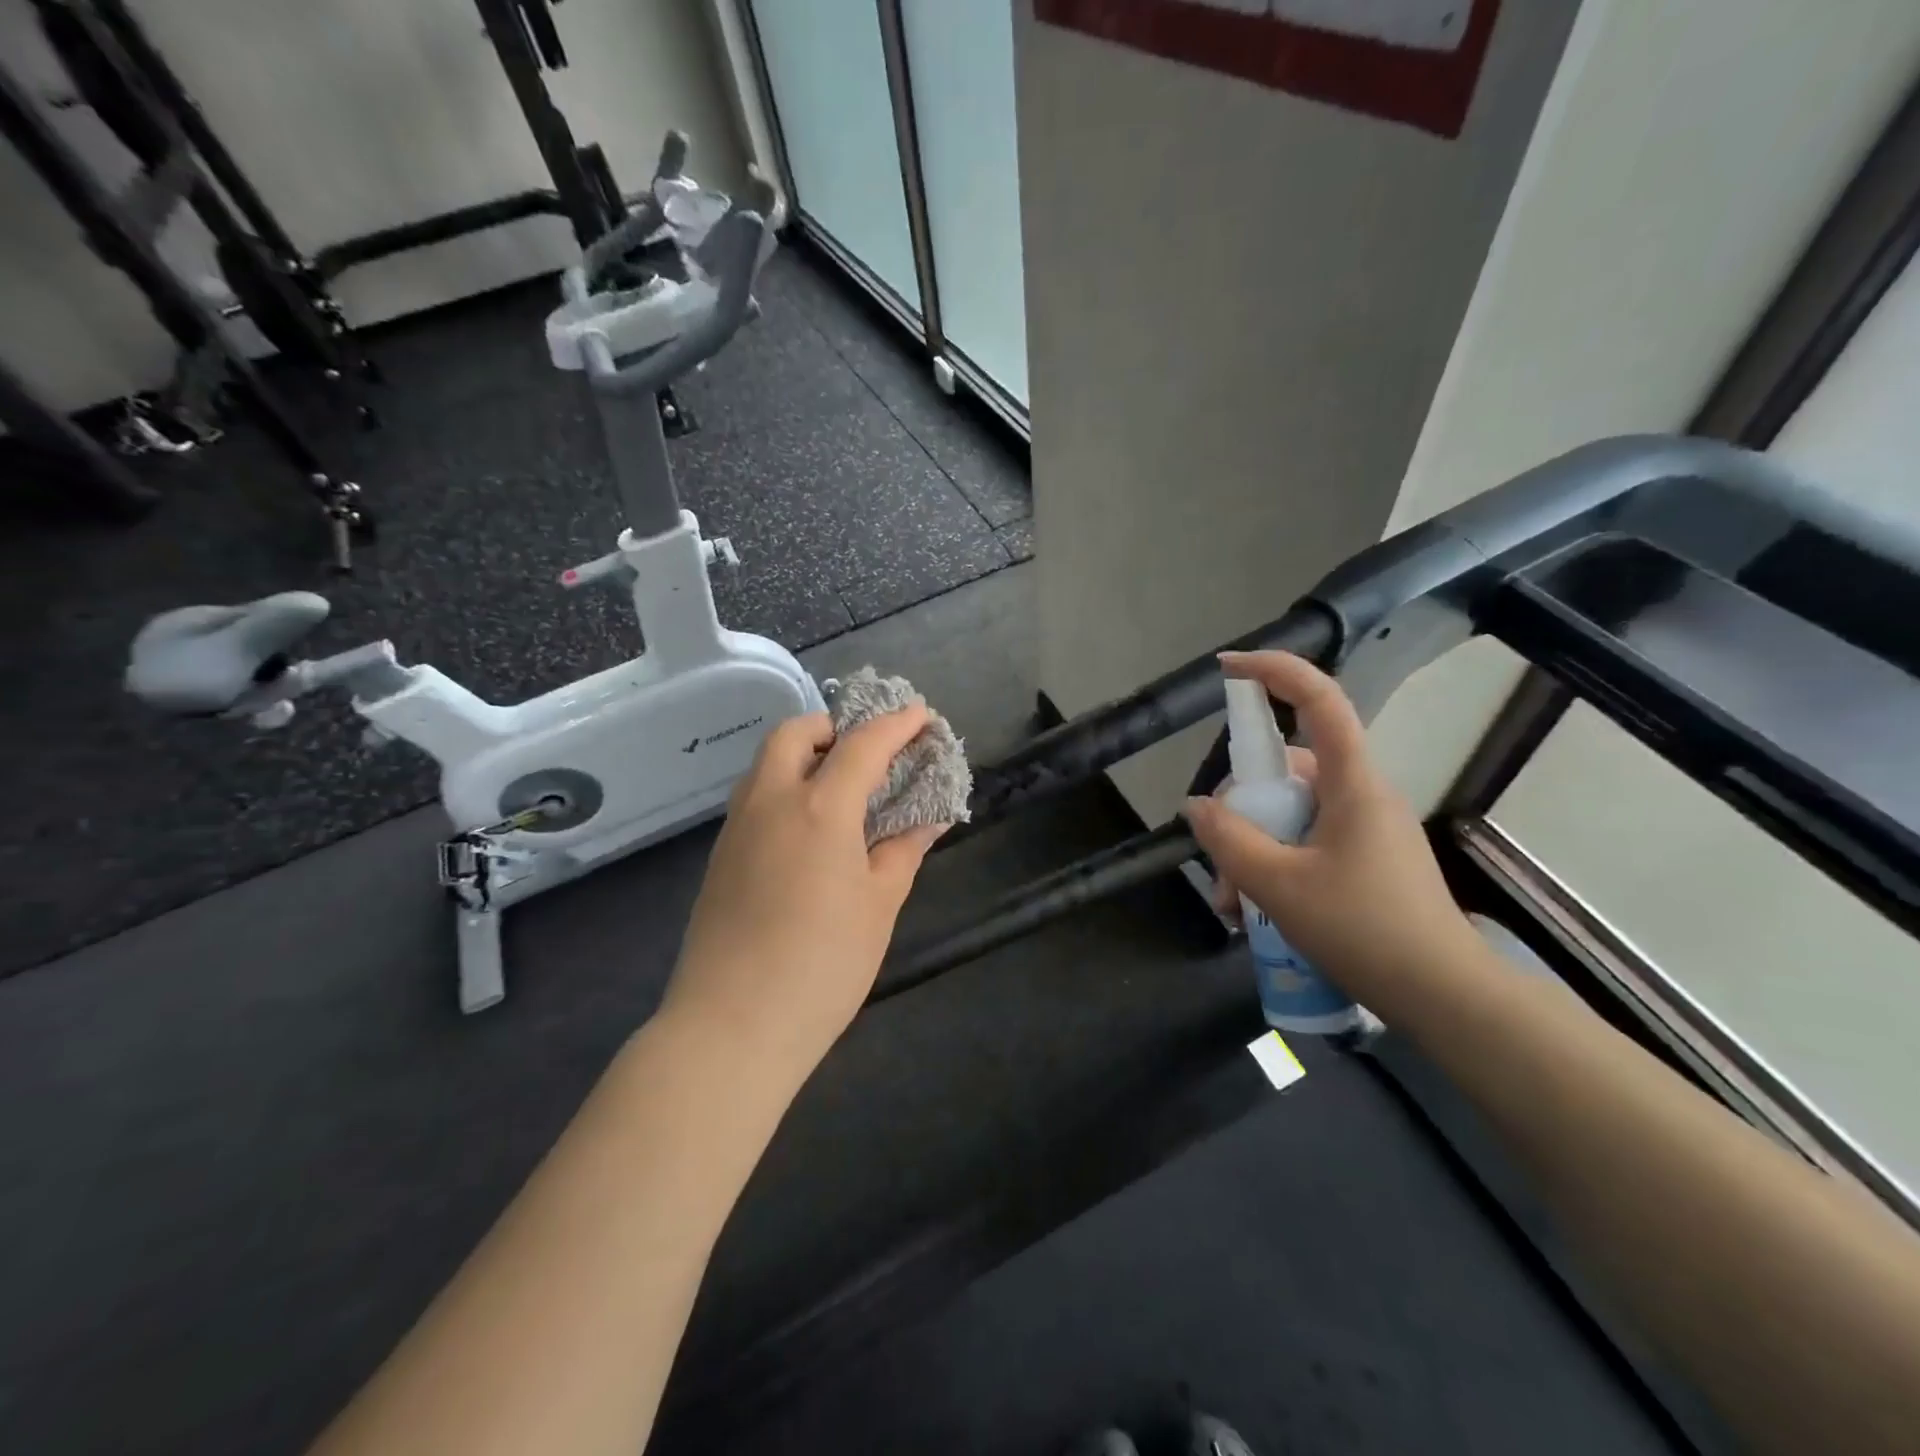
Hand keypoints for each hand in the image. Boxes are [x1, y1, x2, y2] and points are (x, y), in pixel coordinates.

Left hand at [662, 705, 945, 1080]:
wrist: (730, 1025)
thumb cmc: (821, 965)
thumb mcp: (878, 906)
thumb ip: (902, 851)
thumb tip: (927, 820)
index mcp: (818, 807)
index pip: (862, 745)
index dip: (897, 725)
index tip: (922, 716)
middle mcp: (771, 801)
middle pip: (796, 733)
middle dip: (835, 726)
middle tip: (869, 750)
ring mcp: (737, 827)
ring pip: (768, 763)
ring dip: (806, 754)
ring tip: (842, 785)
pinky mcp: (720, 856)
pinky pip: (755, 797)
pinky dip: (786, 787)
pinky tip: (809, 828)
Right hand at [1183, 651, 1477, 998]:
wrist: (1446, 999)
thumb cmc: (1365, 930)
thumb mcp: (1279, 885)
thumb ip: (1230, 840)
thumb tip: (1198, 806)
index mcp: (1352, 783)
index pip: (1319, 701)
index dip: (1275, 671)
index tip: (1227, 668)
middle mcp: (1361, 796)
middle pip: (1285, 773)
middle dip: (1240, 814)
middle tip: (1218, 869)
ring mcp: (1365, 830)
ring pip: (1290, 817)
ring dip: (1251, 852)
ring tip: (1234, 907)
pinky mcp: (1366, 862)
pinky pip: (1306, 845)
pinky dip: (1274, 869)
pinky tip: (1256, 914)